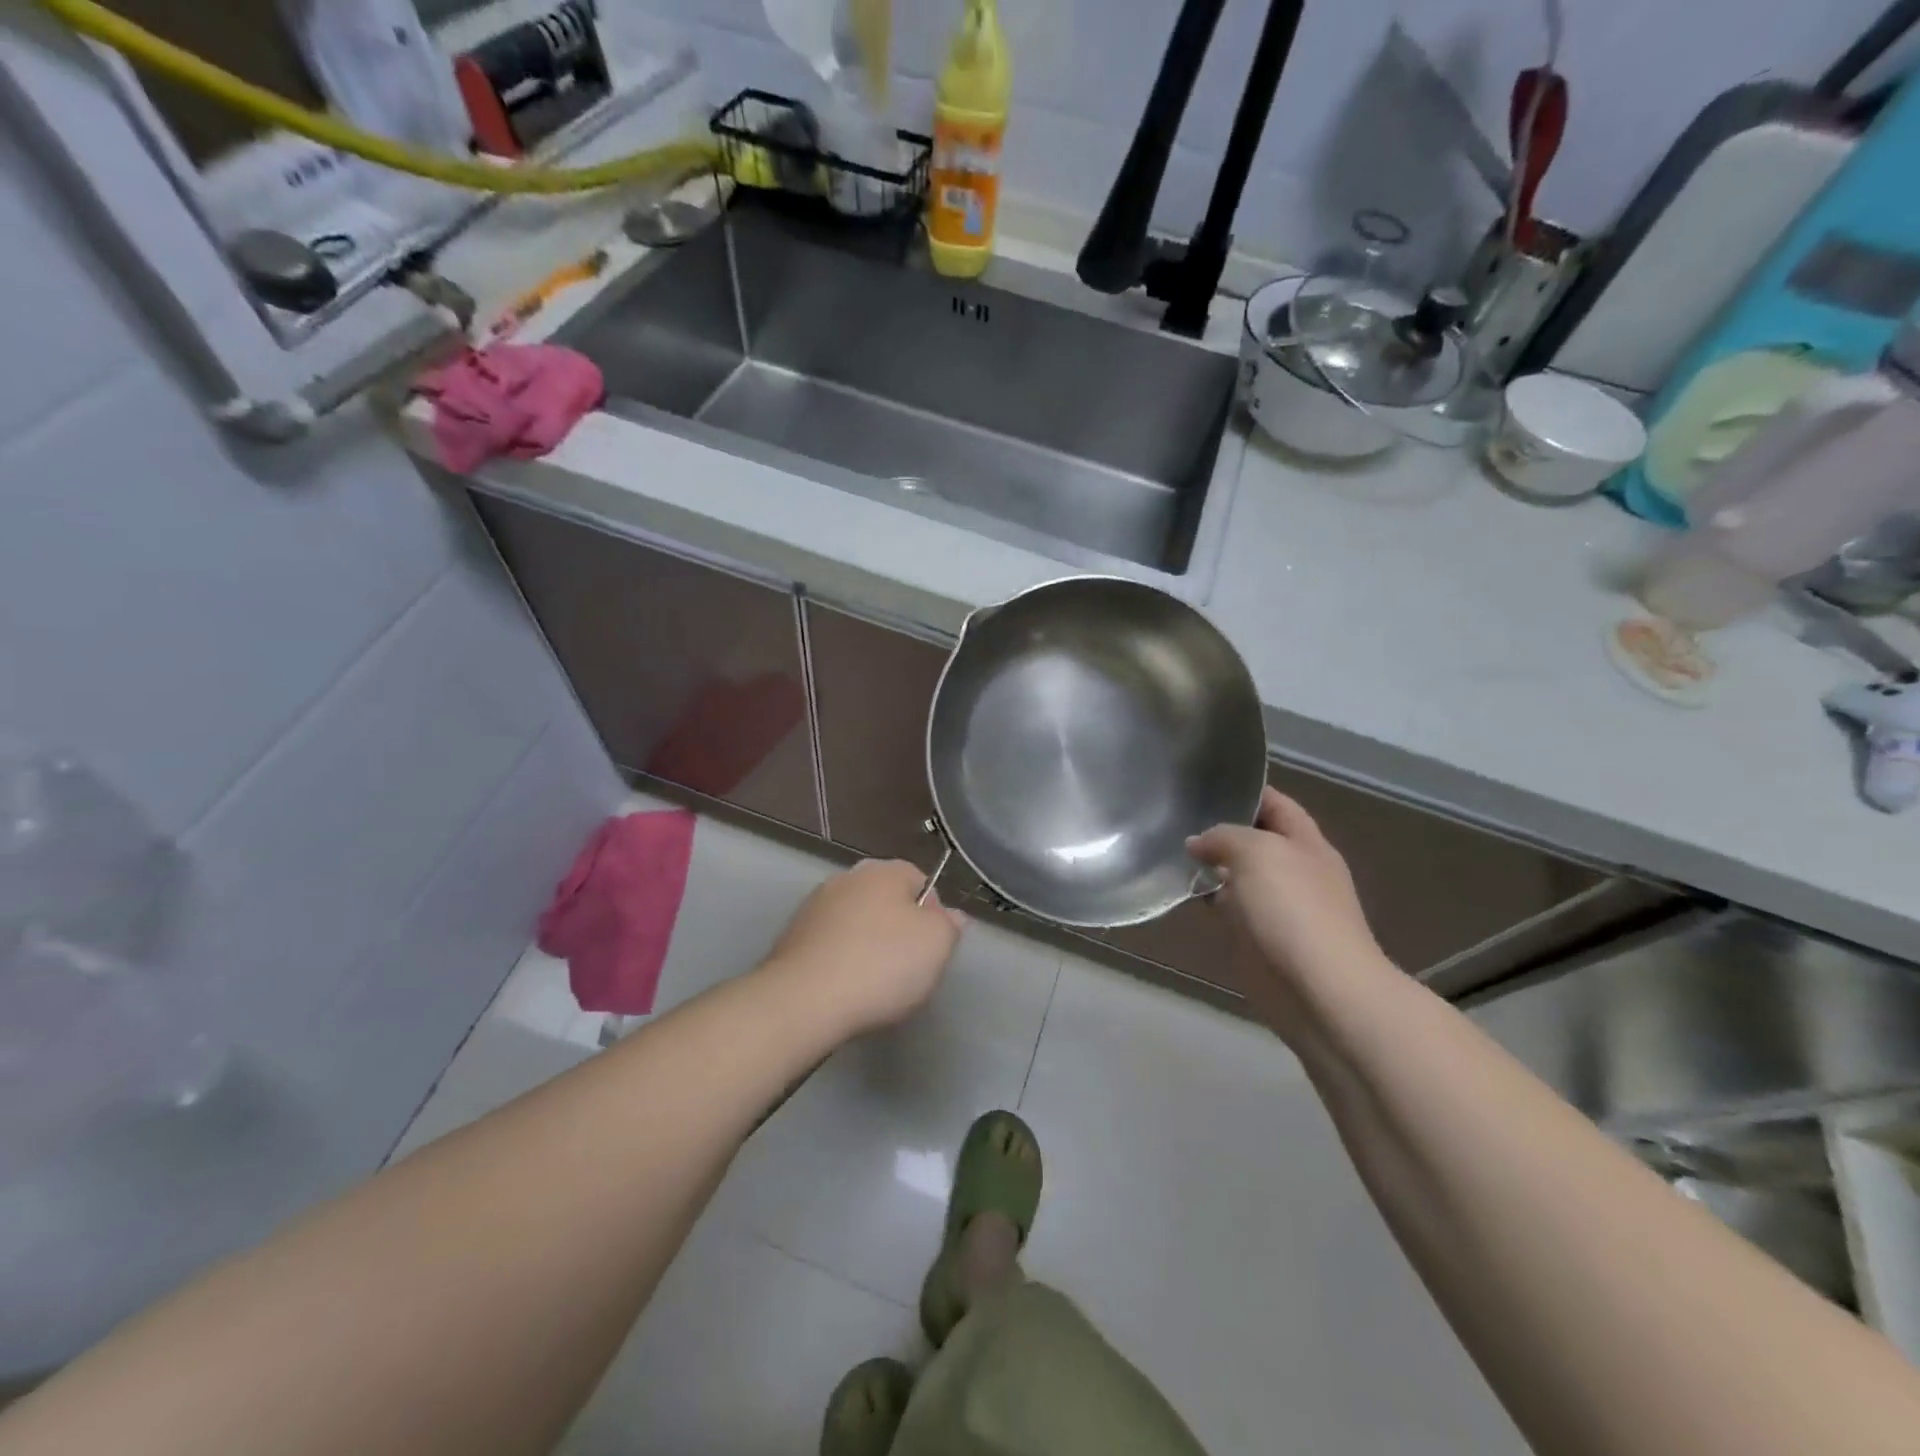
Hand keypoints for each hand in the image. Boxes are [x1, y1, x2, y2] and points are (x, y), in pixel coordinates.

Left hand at [763, 860, 965, 1036]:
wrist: (803, 1001)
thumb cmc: (881, 965)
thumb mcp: (937, 945)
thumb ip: (949, 925)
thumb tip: (949, 915)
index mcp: (883, 871)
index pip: (919, 880)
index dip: (932, 913)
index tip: (932, 947)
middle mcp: (846, 878)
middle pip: (885, 900)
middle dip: (897, 929)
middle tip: (907, 968)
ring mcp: (813, 907)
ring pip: (855, 923)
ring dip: (865, 944)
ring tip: (873, 984)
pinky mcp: (790, 938)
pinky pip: (829, 945)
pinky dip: (839, 961)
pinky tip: (844, 989)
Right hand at [1189, 788, 1387, 1011]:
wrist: (1320, 989)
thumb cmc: (1294, 909)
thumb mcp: (1257, 853)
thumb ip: (1224, 837)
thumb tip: (1198, 843)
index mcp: (1306, 843)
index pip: (1276, 804)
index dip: (1246, 790)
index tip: (1205, 781)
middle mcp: (1295, 870)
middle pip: (1256, 839)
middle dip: (1221, 828)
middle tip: (1176, 816)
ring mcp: (1278, 906)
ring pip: (1239, 875)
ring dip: (1211, 866)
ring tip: (1170, 850)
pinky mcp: (1260, 938)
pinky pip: (1231, 909)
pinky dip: (1209, 900)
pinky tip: (1182, 892)